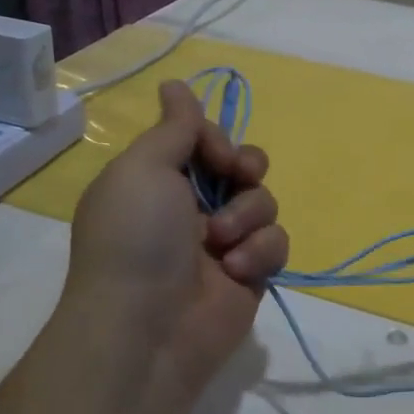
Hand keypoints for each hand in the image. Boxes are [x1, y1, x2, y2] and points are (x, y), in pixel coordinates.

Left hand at [57, 81, 287, 402]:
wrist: (146, 330)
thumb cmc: (136, 238)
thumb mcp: (143, 169)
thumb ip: (173, 127)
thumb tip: (174, 83)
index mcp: (159, 182)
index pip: (204, 141)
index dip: (217, 140)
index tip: (215, 152)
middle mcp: (190, 209)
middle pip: (241, 166)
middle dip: (245, 168)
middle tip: (238, 177)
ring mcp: (223, 243)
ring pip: (264, 202)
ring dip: (248, 216)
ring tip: (223, 243)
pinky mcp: (250, 275)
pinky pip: (276, 243)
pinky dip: (260, 252)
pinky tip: (237, 270)